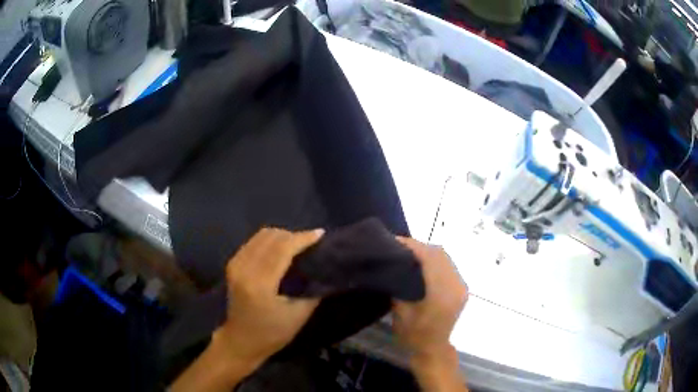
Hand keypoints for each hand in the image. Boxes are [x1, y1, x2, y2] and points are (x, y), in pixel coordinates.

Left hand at [171, 228, 323, 391]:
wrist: (240, 341)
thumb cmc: (272, 334)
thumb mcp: (298, 316)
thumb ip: (312, 290)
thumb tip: (323, 268)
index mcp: (260, 284)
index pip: (282, 249)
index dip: (302, 238)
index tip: (320, 234)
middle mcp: (244, 268)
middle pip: (271, 237)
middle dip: (293, 236)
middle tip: (311, 243)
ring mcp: (235, 265)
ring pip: (261, 236)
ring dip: (282, 236)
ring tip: (298, 245)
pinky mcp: (232, 265)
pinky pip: (253, 242)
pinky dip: (270, 241)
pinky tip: (280, 250)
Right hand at [393, 237, 468, 391]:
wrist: (433, 349)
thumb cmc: (414, 334)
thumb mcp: (401, 311)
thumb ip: (400, 285)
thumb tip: (393, 264)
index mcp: (442, 293)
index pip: (430, 258)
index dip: (413, 246)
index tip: (395, 240)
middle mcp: (456, 285)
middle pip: (440, 254)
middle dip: (420, 246)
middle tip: (400, 246)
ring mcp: (461, 286)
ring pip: (446, 258)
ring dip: (428, 252)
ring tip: (409, 253)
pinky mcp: (461, 289)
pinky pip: (449, 266)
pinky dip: (435, 260)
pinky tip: (422, 263)